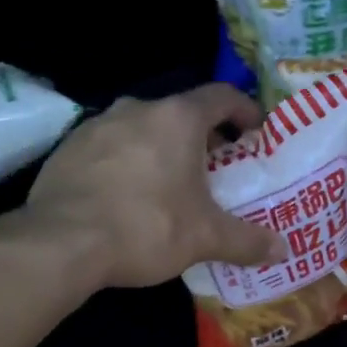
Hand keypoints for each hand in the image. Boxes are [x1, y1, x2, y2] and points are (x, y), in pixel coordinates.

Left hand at [27, 85, 289, 288]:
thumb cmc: (146, 228)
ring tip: (171, 183)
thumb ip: (247, 241)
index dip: (243, 110)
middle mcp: (137, 109)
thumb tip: (284, 250)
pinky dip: (127, 162)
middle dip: (202, 137)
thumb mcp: (204, 238)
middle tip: (216, 167)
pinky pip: (109, 147)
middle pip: (180, 113)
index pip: (220, 96)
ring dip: (161, 148)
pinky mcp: (67, 148)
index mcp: (177, 118)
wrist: (62, 242)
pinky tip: (127, 195)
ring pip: (142, 128)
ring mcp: (96, 125)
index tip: (255, 132)